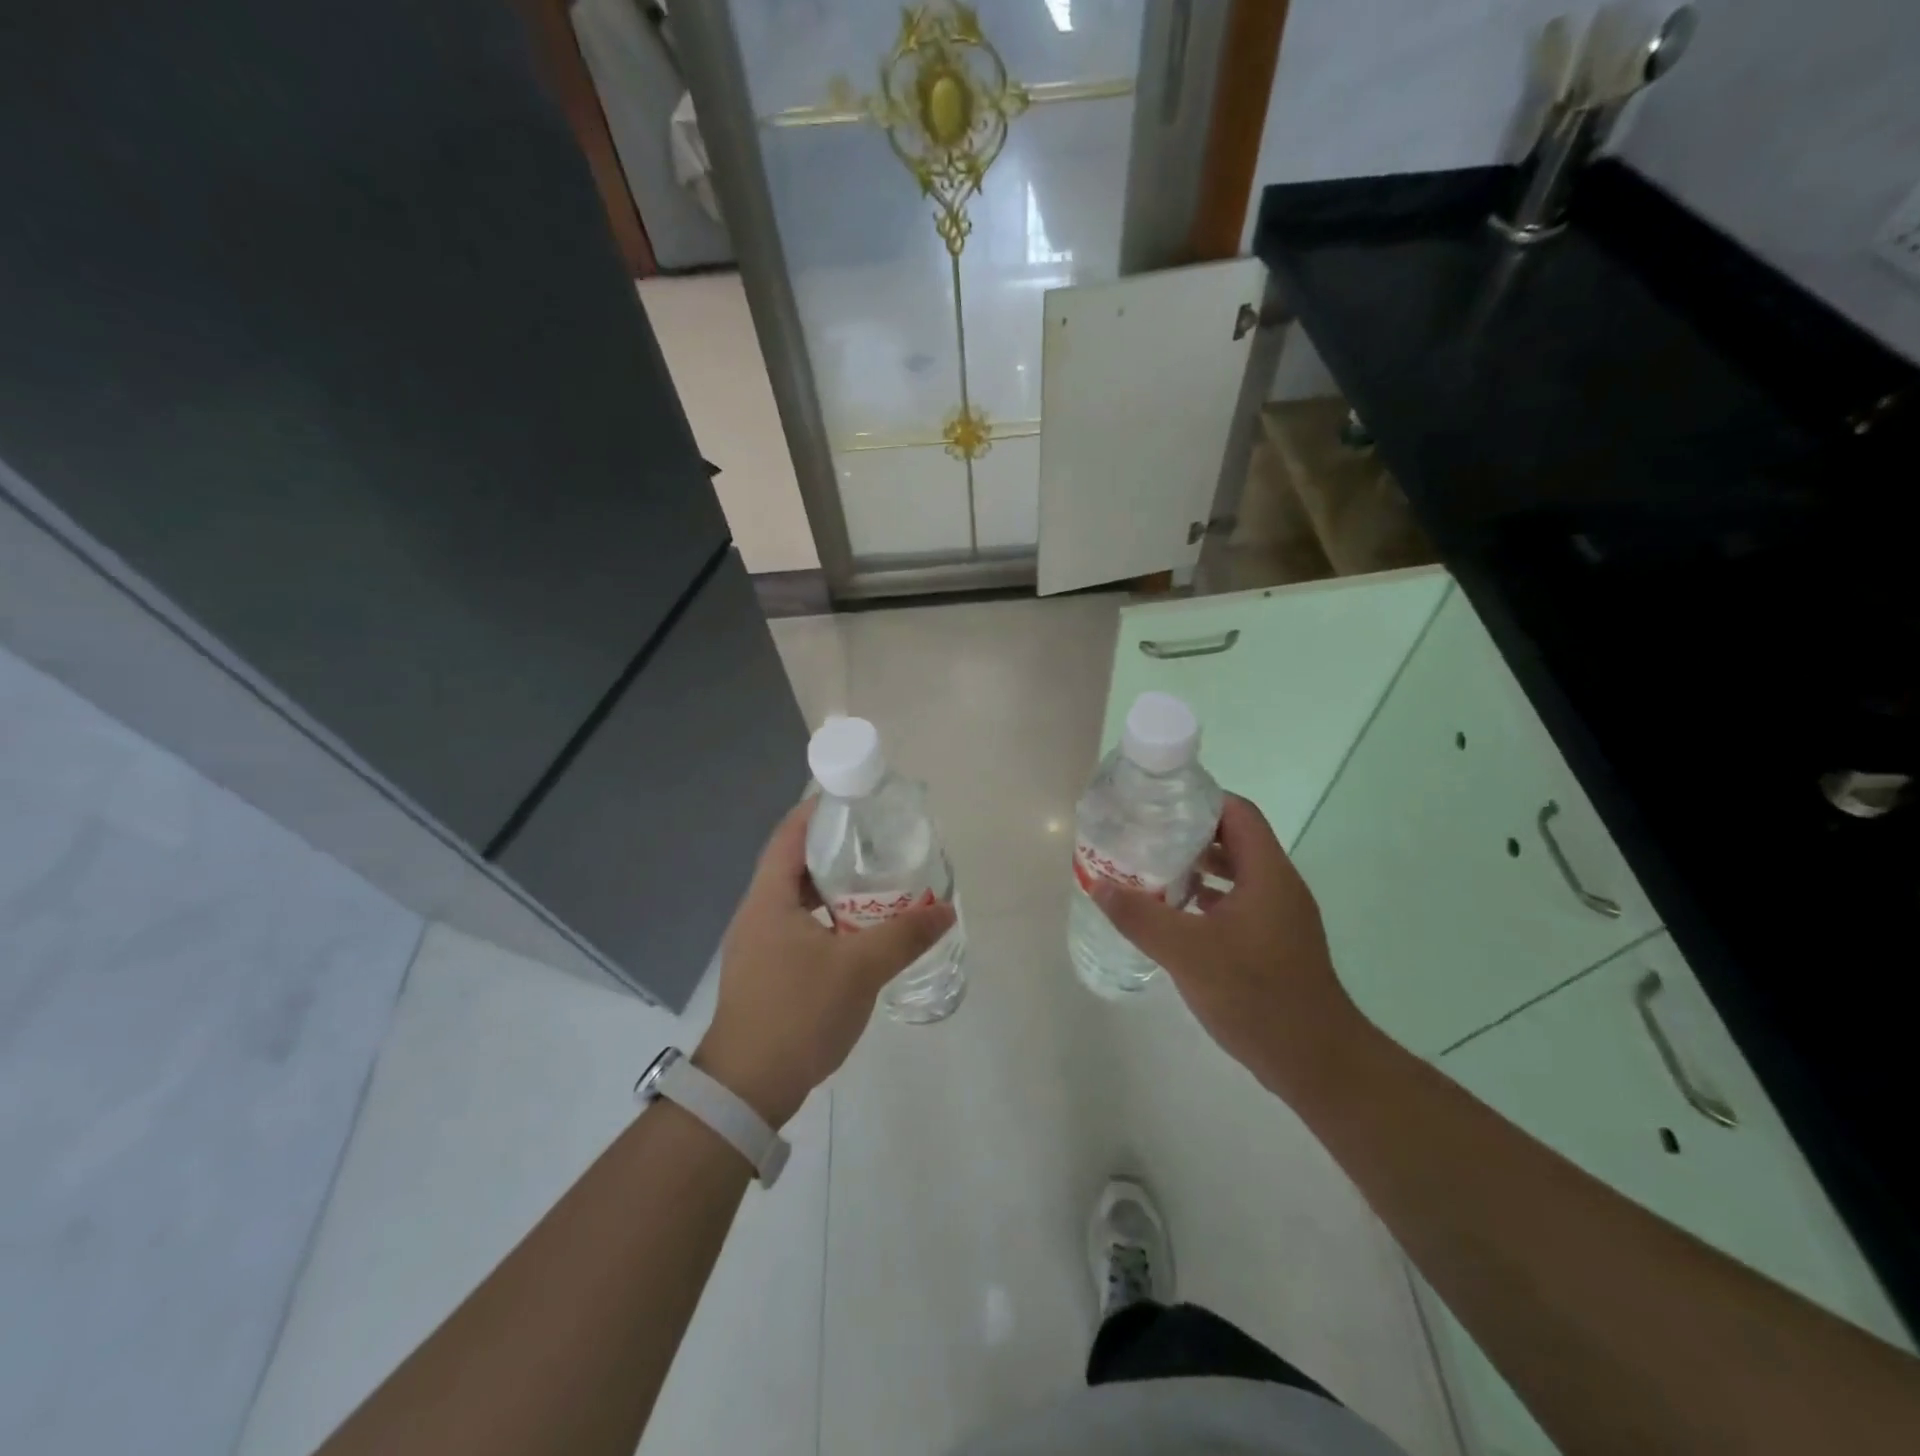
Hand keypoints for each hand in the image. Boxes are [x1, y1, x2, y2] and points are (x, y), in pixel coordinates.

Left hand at [694, 799, 955, 1127]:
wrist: (748, 1089)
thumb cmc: (797, 1013)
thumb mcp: (859, 970)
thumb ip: (904, 935)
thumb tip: (946, 909)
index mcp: (769, 899)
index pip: (790, 835)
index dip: (819, 811)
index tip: (856, 800)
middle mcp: (758, 914)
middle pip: (795, 864)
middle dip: (836, 849)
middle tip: (879, 841)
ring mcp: (759, 945)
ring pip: (800, 900)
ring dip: (835, 889)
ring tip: (877, 882)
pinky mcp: (767, 972)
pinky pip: (801, 928)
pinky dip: (830, 920)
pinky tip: (860, 933)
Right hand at [1091, 794, 1368, 1102]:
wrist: (1315, 1061)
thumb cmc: (1255, 995)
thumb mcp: (1186, 953)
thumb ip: (1140, 916)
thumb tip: (1098, 884)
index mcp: (1267, 873)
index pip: (1237, 812)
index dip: (1199, 799)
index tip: (1158, 803)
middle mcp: (1278, 886)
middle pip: (1234, 840)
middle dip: (1189, 833)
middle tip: (1144, 835)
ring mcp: (1280, 916)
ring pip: (1236, 874)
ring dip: (1197, 868)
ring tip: (1152, 870)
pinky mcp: (1276, 943)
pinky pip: (1238, 903)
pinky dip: (1207, 899)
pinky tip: (1175, 915)